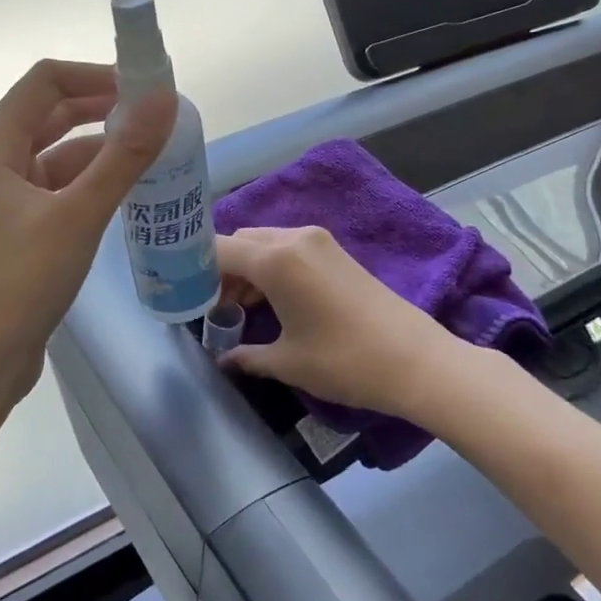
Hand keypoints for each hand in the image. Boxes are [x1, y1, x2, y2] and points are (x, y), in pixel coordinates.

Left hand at [0, 60, 175, 409]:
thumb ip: (124, 155)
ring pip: (55, 152)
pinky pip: (55, 185)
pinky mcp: (14, 225)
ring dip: (99, 147)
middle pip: (50, 113)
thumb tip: (163, 99)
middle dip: (102, 108)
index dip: (95, 75)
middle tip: (155, 116)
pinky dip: (88, 180)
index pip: (46, 82)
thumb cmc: (22, 280)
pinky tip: (125, 190)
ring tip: (151, 151)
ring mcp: (0, 195)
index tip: (144, 88)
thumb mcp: (79, 214)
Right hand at [215, 226, 450, 416]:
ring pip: (264, 243)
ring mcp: (318, 241)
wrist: (416, 360)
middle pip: (240, 242)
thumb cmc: (345, 361)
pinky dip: (270, 268)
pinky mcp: (334, 251)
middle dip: (221, 270)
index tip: (183, 296)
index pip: (218, 250)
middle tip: (214, 307)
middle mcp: (293, 238)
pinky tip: (271, 302)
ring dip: (246, 269)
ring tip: (240, 308)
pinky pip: (287, 249)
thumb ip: (247, 355)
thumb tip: (224, 359)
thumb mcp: (288, 362)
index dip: (194, 271)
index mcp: (275, 259)